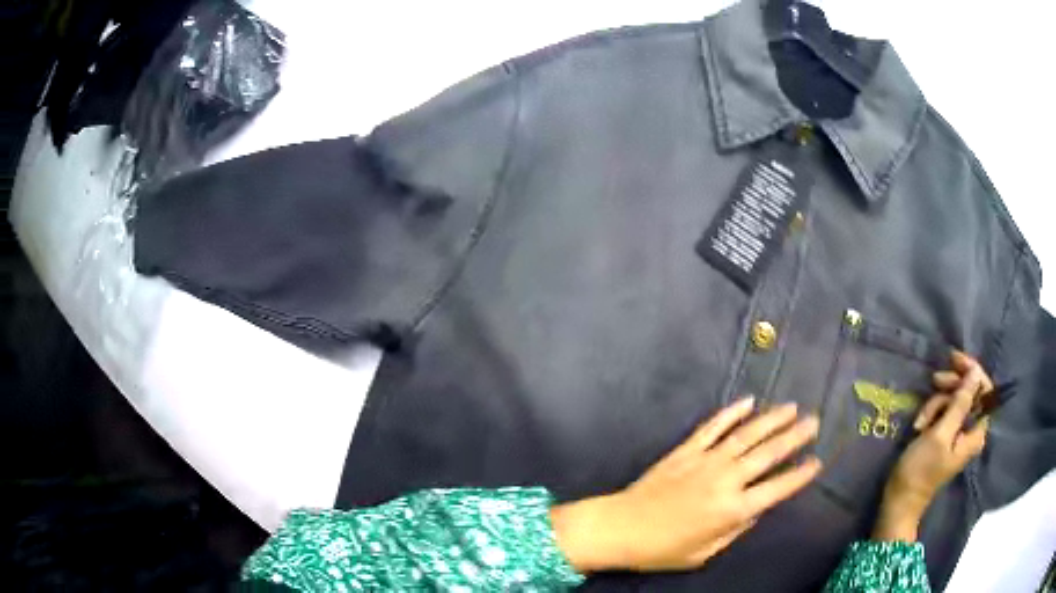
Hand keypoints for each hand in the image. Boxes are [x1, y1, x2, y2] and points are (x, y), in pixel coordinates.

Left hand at [551, 397, 821, 572]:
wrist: (620, 528)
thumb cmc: (662, 549)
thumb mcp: (704, 552)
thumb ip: (735, 530)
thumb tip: (757, 509)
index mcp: (732, 510)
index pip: (777, 489)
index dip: (799, 475)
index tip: (817, 462)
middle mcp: (725, 480)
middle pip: (768, 453)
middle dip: (794, 437)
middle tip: (814, 422)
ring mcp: (705, 461)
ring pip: (745, 434)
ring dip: (771, 419)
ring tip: (791, 407)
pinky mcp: (685, 450)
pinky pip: (712, 427)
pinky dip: (731, 413)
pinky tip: (747, 401)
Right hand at [874, 352, 991, 541]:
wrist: (900, 500)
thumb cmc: (921, 470)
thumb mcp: (940, 434)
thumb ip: (960, 403)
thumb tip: (976, 372)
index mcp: (976, 432)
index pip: (984, 390)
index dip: (972, 372)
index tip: (954, 359)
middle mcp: (971, 430)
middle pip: (968, 393)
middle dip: (950, 388)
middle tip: (934, 381)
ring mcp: (957, 434)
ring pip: (953, 401)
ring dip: (936, 403)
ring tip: (921, 420)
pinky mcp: (945, 437)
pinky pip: (943, 413)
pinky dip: (932, 413)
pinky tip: (920, 424)